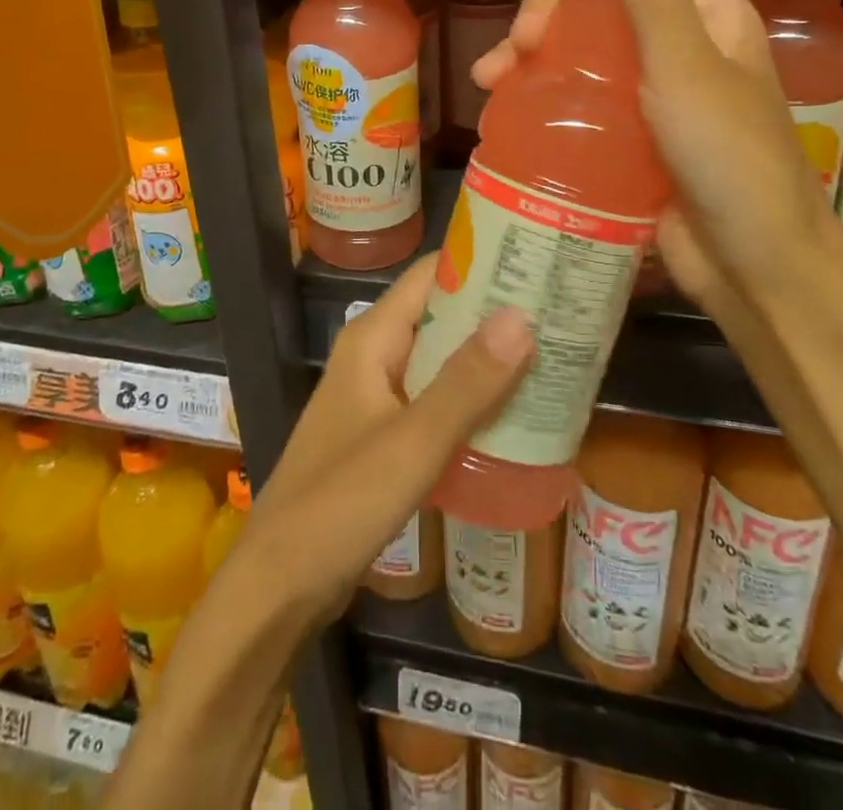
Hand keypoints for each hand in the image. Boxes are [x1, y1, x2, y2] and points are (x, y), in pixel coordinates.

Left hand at [246, 256, 532, 625]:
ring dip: (488, 358)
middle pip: (441, 315)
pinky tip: (515, 414)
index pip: (431, 275)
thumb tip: (522, 316)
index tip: (539, 259)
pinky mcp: (384, 435)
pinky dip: (472, 399)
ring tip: (553, 355)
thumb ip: (467, 382)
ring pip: (441, 361)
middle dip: (496, 313)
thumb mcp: (413, 441)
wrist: (280, 583)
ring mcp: (378, 396)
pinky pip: (436, 400)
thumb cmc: (340, 502)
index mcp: (373, 338)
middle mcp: (375, 355)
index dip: (482, 263)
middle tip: (562, 311)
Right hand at [470, 0, 835, 319]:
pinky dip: (543, 100)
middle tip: (516, 45)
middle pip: (603, 9)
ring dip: (533, 59)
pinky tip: (507, 110)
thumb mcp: (683, 63)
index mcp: (708, 16)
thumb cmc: (728, 156)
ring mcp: (652, 98)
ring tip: (491, 82)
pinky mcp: (628, 141)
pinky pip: (579, 104)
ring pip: (582, 56)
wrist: (752, 268)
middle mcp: (681, 48)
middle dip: (550, 16)